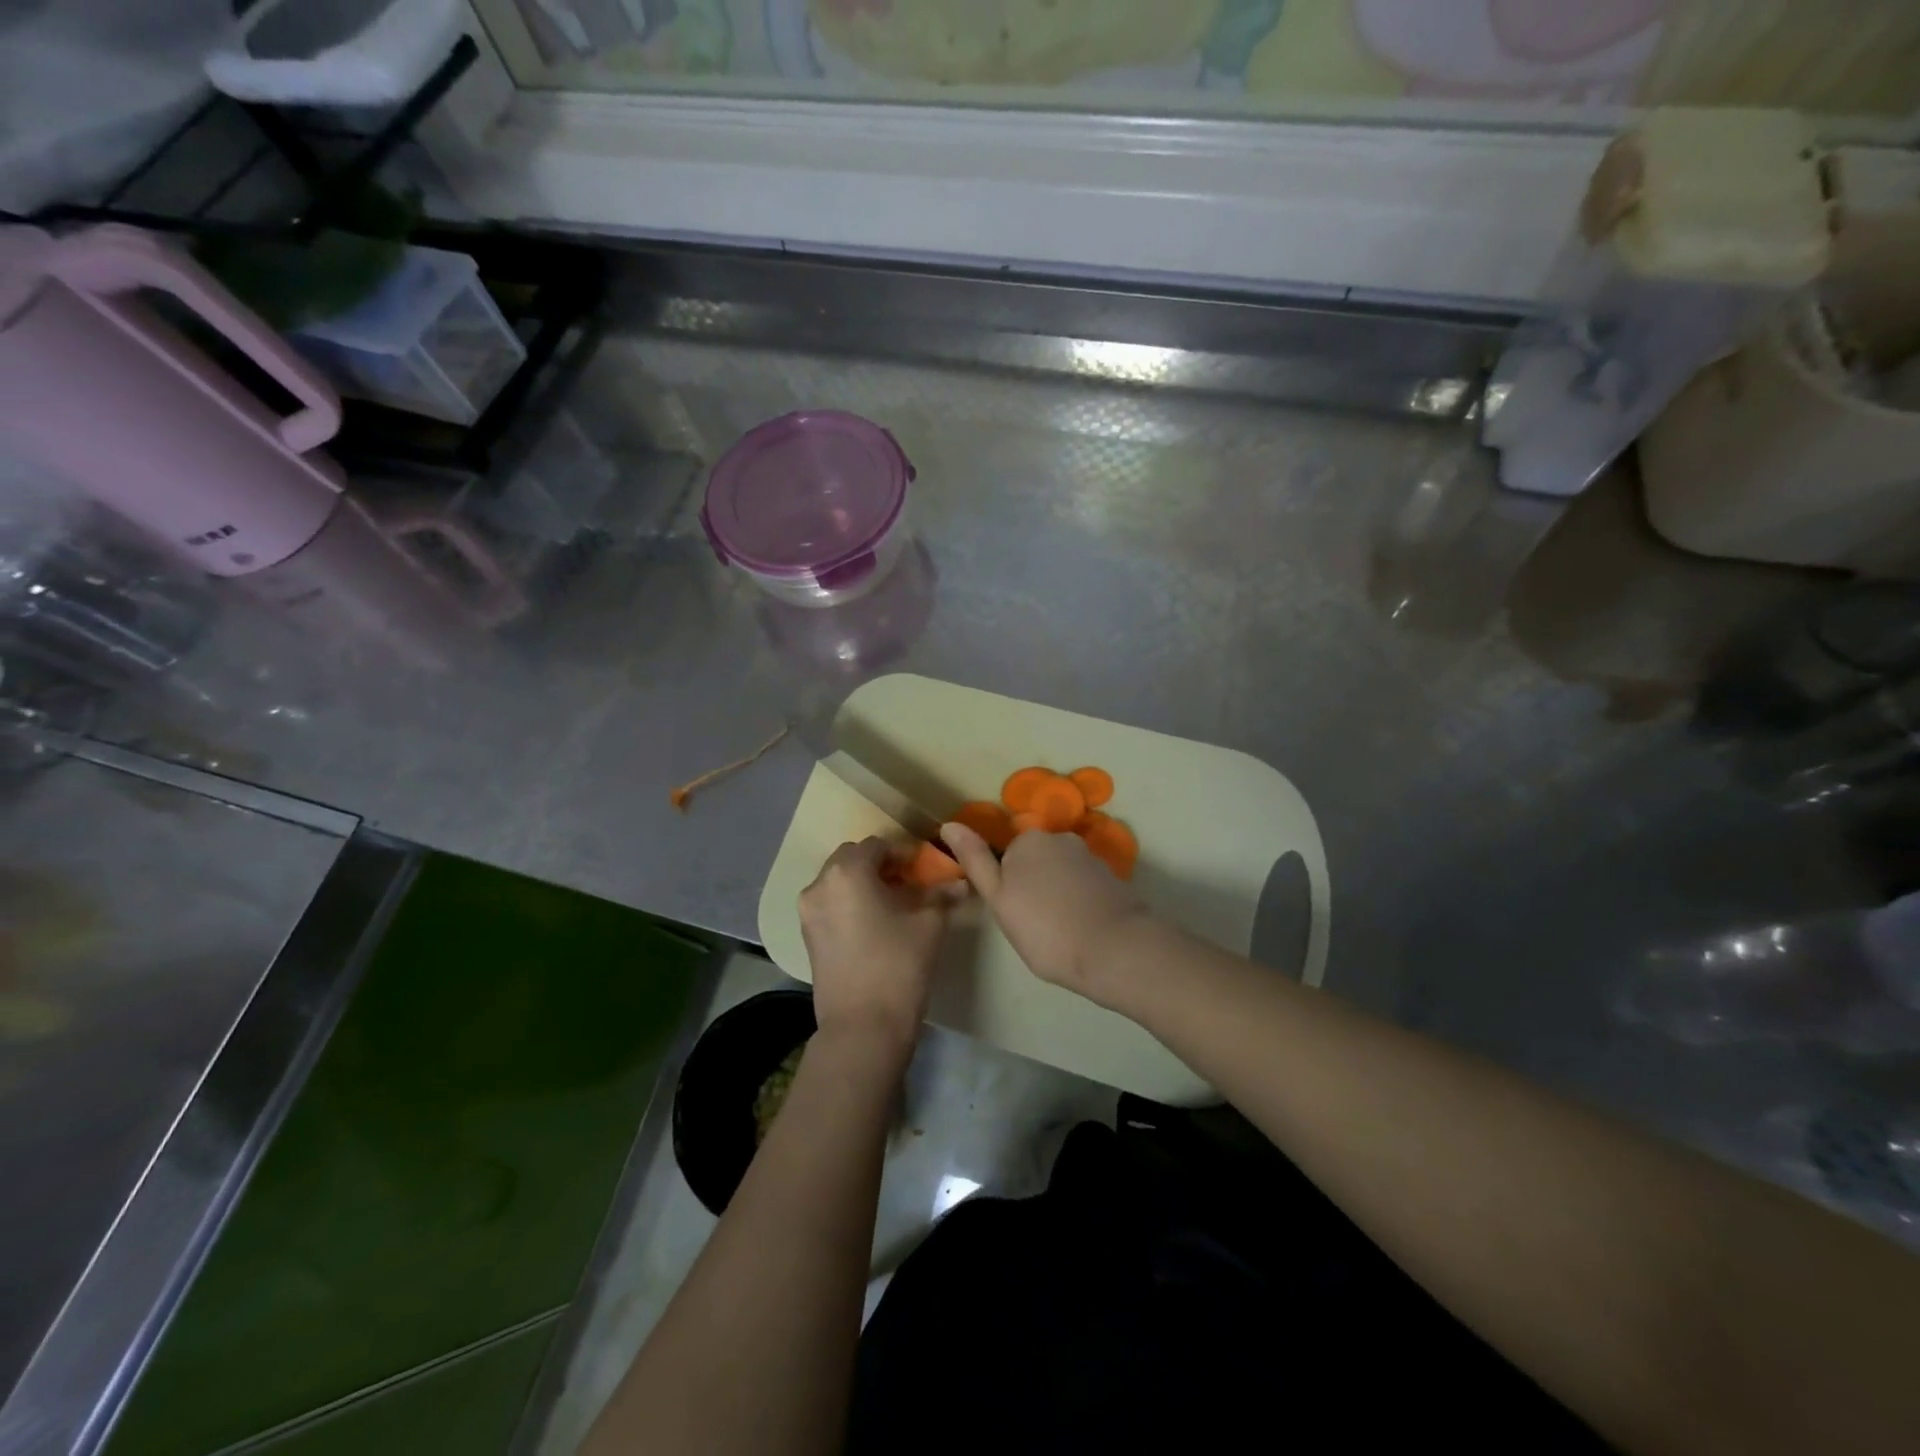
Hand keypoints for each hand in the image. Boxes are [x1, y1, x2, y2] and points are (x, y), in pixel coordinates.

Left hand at [798, 837, 963, 1060]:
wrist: (863, 1027)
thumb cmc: (898, 965)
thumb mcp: (929, 924)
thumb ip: (942, 895)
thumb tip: (961, 882)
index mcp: (848, 872)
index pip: (878, 845)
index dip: (903, 853)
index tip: (924, 869)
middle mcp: (820, 884)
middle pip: (852, 859)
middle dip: (880, 865)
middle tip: (908, 883)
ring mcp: (809, 912)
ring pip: (838, 882)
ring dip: (864, 883)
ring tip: (893, 904)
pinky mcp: (807, 936)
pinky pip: (830, 904)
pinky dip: (850, 903)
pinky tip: (874, 924)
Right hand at [940, 823, 1146, 1002]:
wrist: (1114, 950)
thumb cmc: (1045, 929)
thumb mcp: (999, 899)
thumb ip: (975, 860)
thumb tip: (949, 825)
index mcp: (1028, 840)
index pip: (1005, 858)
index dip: (1006, 888)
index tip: (1014, 915)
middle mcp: (1060, 838)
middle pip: (1034, 862)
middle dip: (1031, 886)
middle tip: (1033, 926)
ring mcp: (1089, 856)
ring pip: (1060, 874)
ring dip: (1056, 894)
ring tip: (1060, 931)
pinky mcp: (1111, 877)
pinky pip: (1083, 885)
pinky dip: (1079, 901)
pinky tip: (1082, 927)